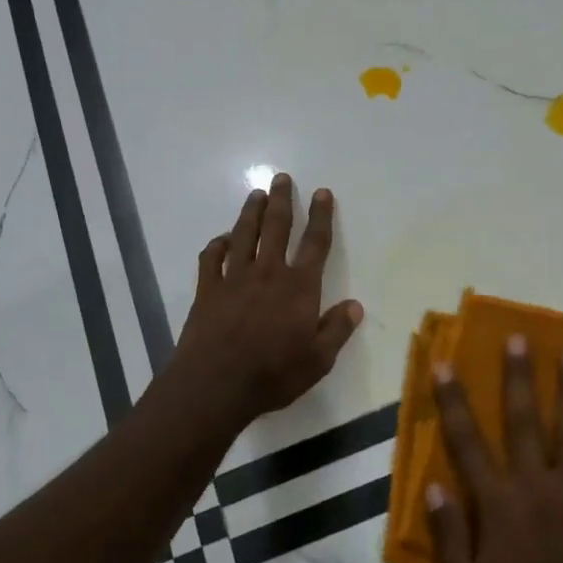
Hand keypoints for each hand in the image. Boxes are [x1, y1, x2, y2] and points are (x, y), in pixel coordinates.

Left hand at [169, 174, 363, 430]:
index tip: (323, 193)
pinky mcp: (207, 290)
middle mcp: (268, 273)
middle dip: (282, 201)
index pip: (315, 243)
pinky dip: (216, 245)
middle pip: (276, 227)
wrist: (216, 384)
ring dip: (250, 213)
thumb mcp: (318, 360)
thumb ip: (337, 330)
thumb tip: (355, 305)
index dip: (321, 216)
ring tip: (256, 194)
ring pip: (243, 235)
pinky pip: (211, 258)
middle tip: (282, 178)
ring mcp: (234, 279)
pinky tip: (221, 240)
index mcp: (299, 287)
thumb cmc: (273, 374)